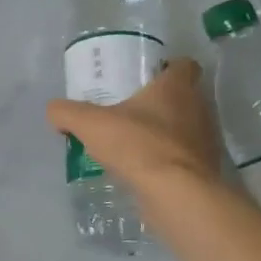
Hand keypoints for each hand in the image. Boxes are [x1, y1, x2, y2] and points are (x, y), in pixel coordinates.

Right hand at [46, 59, 220, 191]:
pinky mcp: (206, 169)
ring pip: (185, 128)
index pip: (185, 65)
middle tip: (131, 111)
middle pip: (184, 97)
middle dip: (161, 103)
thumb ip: (67, 112)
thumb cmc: (138, 145)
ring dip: (165, 133)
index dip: (168, 67)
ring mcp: (206, 140)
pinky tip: (145, 169)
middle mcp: (199, 108)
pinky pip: (185, 157)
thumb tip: (54, 111)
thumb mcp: (90, 124)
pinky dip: (169, 160)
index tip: (147, 77)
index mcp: (177, 87)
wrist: (176, 195)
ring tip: (135, 142)